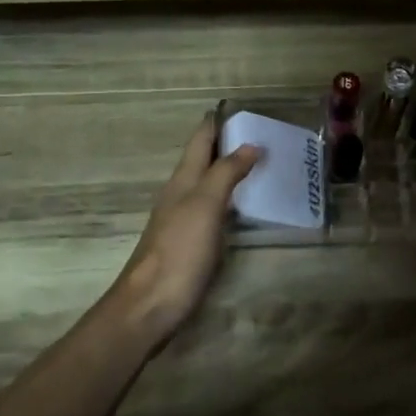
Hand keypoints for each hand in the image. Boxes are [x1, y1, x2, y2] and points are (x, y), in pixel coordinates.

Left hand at [106, 115, 261, 346]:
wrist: (150, 305)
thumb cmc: (179, 250)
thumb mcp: (205, 205)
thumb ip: (226, 172)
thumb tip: (250, 144)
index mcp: (183, 179)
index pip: (201, 139)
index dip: (219, 122)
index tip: (245, 110)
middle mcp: (181, 194)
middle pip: (204, 160)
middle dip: (229, 145)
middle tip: (265, 137)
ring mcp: (183, 220)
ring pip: (208, 185)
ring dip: (230, 172)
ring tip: (262, 166)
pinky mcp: (190, 245)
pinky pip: (213, 210)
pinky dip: (231, 200)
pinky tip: (245, 208)